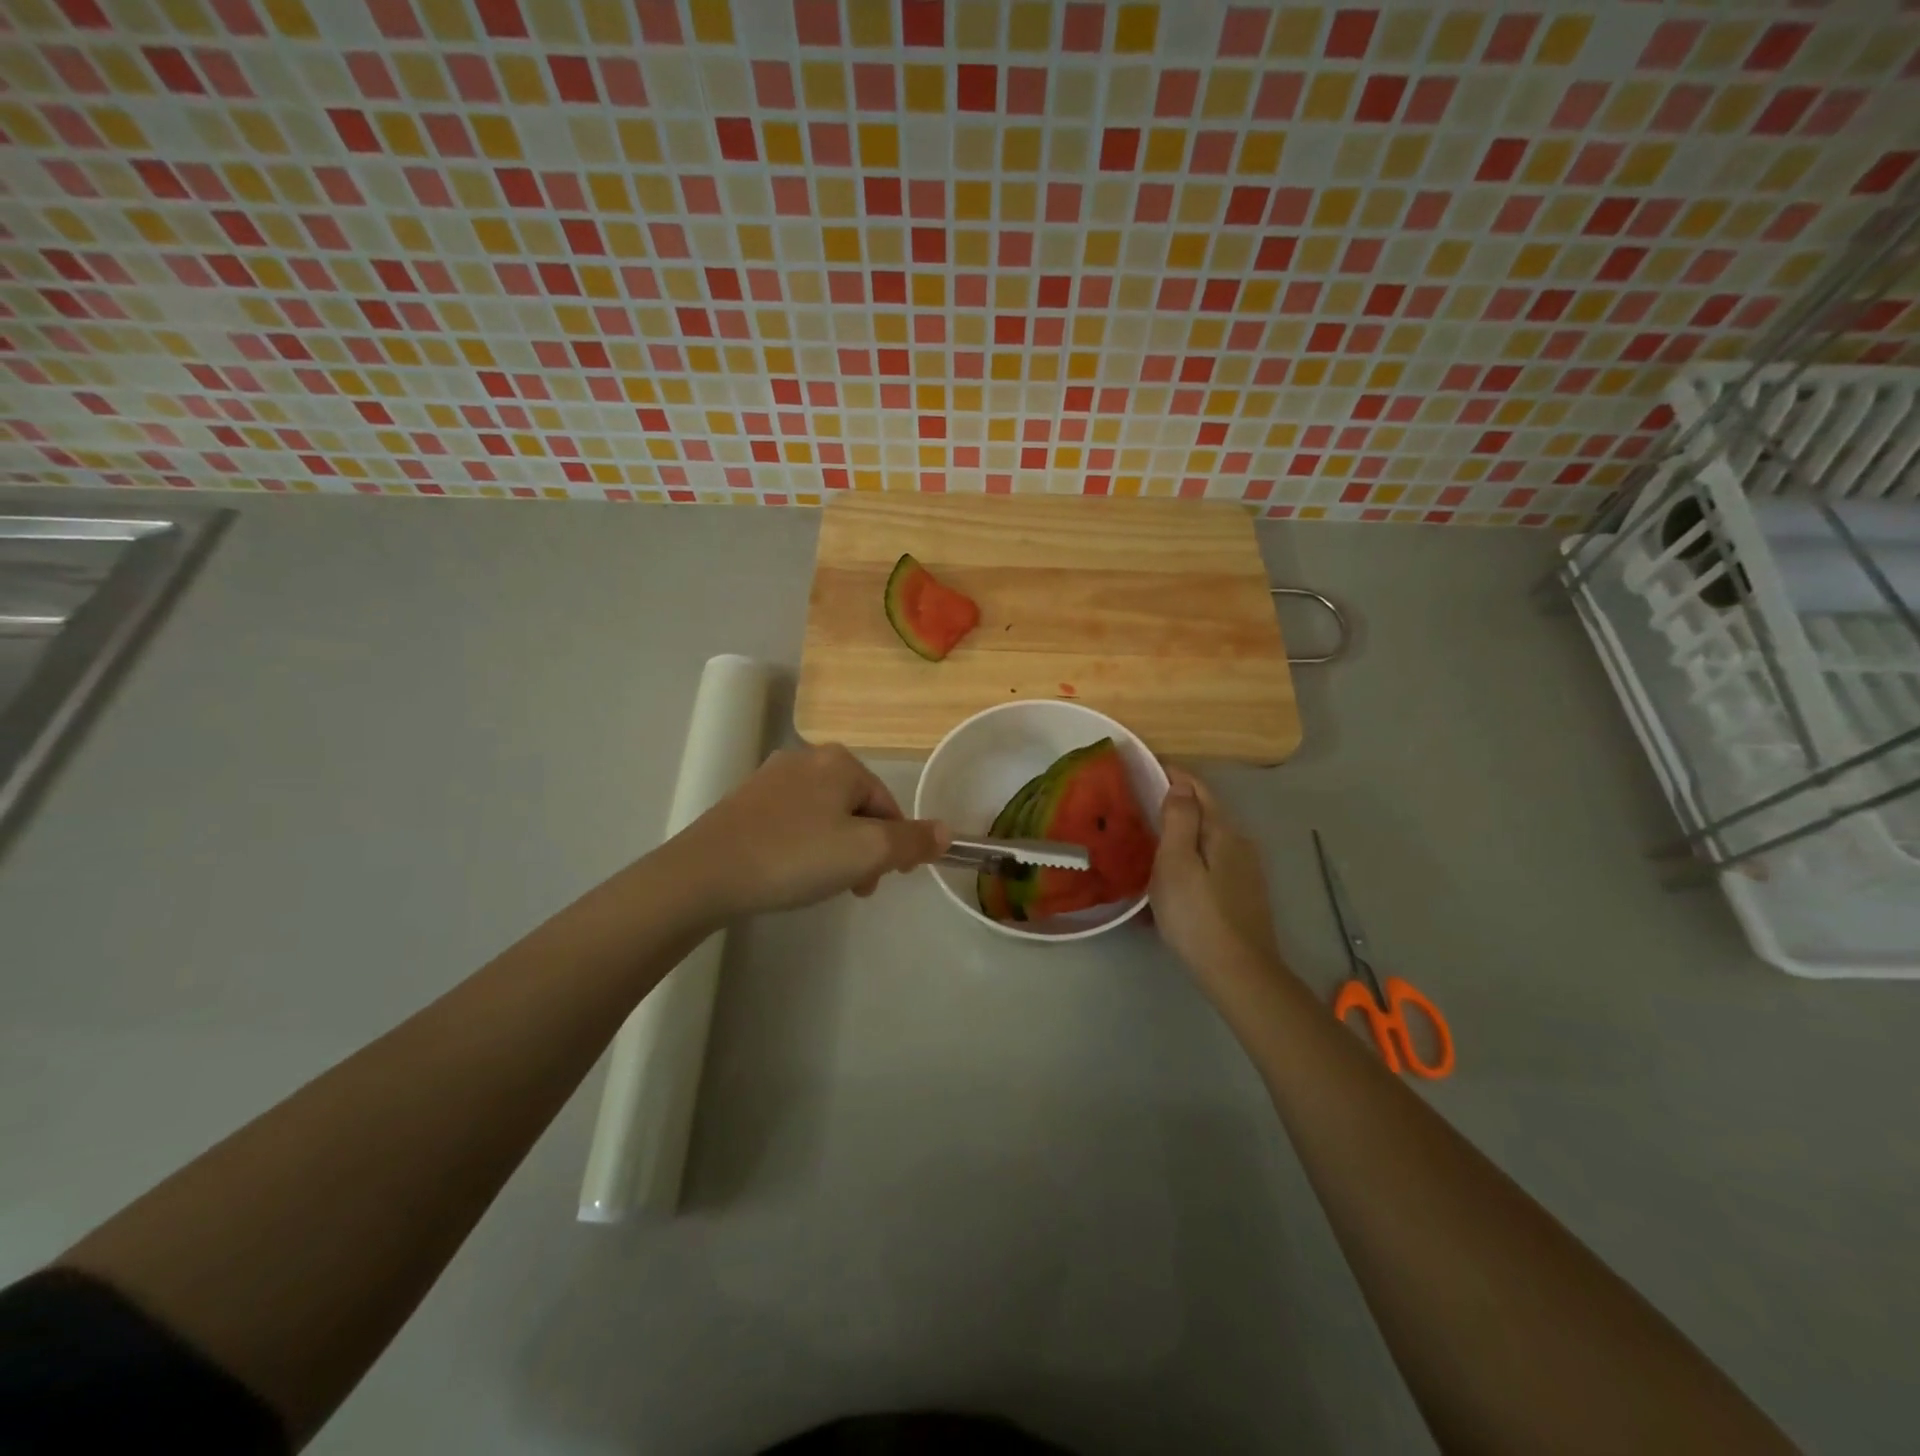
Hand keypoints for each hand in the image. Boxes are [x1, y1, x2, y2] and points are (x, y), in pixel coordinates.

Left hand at [673, 744, 949, 918]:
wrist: (706, 873)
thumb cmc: (796, 857)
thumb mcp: (867, 852)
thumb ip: (912, 841)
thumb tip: (947, 832)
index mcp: (840, 762)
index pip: (887, 805)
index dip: (893, 845)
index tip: (880, 881)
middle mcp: (807, 758)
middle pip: (856, 808)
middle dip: (862, 848)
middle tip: (853, 887)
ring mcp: (770, 778)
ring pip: (823, 815)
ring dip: (834, 849)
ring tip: (818, 884)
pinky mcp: (744, 801)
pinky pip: (792, 821)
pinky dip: (801, 845)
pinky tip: (788, 872)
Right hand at [1150, 768, 1281, 983]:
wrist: (1238, 973)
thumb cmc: (1197, 915)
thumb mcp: (1176, 863)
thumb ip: (1178, 820)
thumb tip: (1180, 785)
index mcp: (1223, 831)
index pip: (1198, 788)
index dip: (1172, 774)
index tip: (1144, 766)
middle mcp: (1240, 844)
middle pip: (1205, 812)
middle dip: (1176, 802)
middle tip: (1140, 801)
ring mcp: (1245, 871)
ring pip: (1207, 840)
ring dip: (1181, 833)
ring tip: (1150, 838)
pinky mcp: (1242, 895)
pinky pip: (1210, 864)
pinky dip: (1189, 859)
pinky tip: (1172, 877)